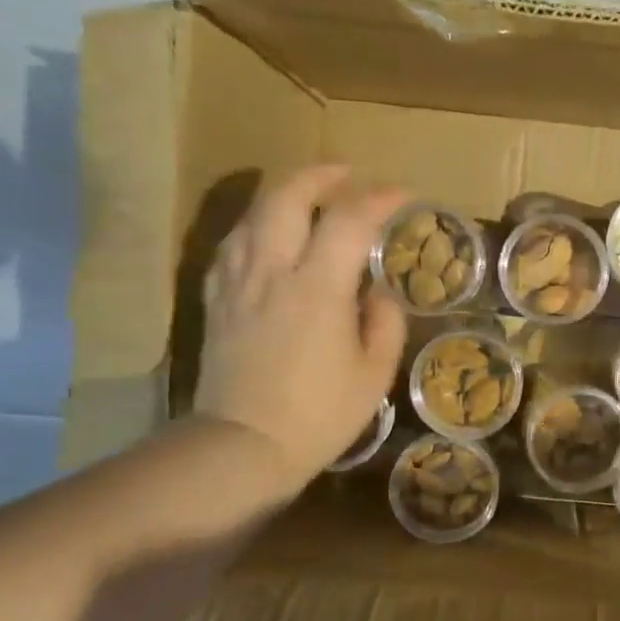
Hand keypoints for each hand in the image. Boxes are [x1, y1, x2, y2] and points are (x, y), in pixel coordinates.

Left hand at [193, 164, 407, 494]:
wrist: (245, 445)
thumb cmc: (321, 414)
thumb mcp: (374, 373)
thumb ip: (383, 322)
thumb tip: (377, 292)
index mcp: (317, 287)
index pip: (349, 220)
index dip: (379, 199)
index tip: (402, 196)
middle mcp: (271, 271)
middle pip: (286, 196)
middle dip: (319, 175)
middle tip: (346, 175)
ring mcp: (237, 283)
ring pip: (253, 214)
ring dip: (284, 195)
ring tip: (308, 200)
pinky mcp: (216, 301)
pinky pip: (233, 244)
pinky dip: (257, 227)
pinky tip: (269, 237)